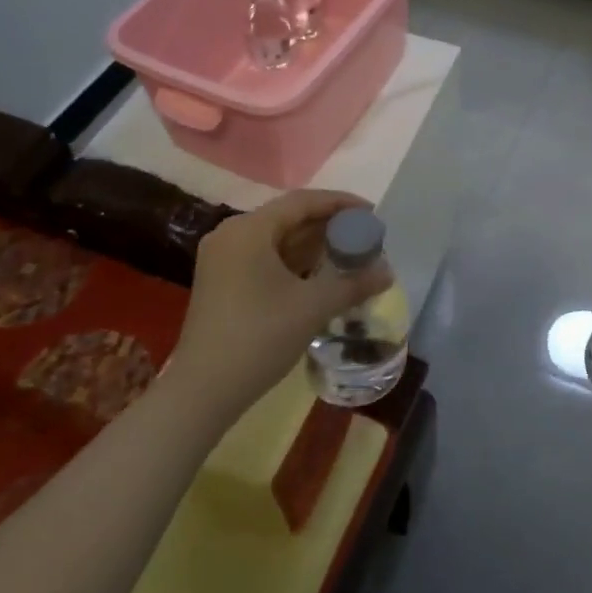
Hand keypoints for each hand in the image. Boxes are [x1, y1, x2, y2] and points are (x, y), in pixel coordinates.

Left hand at [167, 190, 390, 420]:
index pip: (302, 201)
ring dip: (313, 246)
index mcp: (249, 230)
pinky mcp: (222, 282)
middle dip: (329, 226)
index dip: (340, 203)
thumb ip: (353, 283)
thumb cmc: (259, 337)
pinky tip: (320, 276)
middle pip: (289, 218)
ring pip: (277, 240)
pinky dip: (295, 262)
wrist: (203, 391)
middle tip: (365, 237)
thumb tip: (388, 272)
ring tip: (349, 255)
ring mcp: (223, 259)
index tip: (372, 213)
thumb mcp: (313, 307)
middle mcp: (231, 235)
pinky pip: (265, 258)